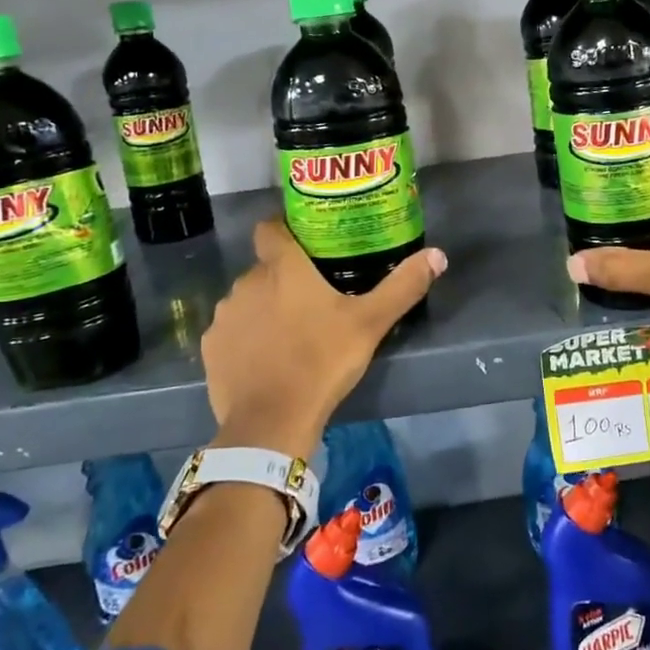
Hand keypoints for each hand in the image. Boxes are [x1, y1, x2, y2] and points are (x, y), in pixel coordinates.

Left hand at [202, 221, 446, 460]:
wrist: (272, 421)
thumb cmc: (322, 361)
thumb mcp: (370, 323)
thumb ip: (403, 286)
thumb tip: (437, 254)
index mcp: (283, 268)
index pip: (270, 228)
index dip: (283, 230)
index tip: (304, 244)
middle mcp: (246, 282)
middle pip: (265, 269)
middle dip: (284, 280)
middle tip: (312, 302)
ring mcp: (225, 316)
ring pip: (247, 301)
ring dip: (264, 309)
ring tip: (289, 335)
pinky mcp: (211, 348)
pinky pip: (231, 332)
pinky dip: (246, 339)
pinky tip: (266, 360)